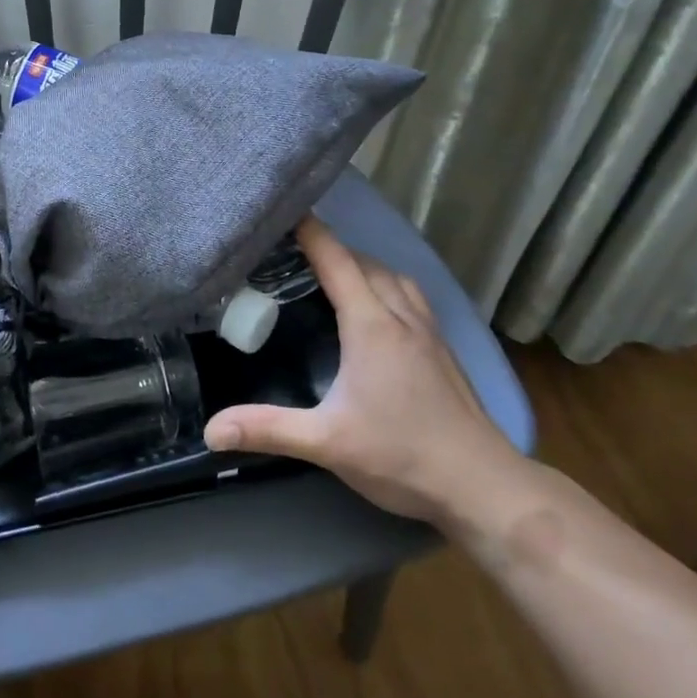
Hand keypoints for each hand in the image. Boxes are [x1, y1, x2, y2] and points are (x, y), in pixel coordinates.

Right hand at [202, 217, 520, 524]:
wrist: (484, 486)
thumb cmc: (402, 456)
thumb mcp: (326, 442)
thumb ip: (267, 429)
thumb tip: (211, 431)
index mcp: (371, 325)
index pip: (336, 262)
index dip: (310, 232)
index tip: (284, 211)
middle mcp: (401, 316)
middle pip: (364, 262)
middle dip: (330, 247)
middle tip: (293, 249)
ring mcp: (429, 332)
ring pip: (394, 276)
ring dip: (363, 264)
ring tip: (334, 272)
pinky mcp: (444, 350)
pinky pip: (411, 296)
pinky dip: (387, 285)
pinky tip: (379, 308)